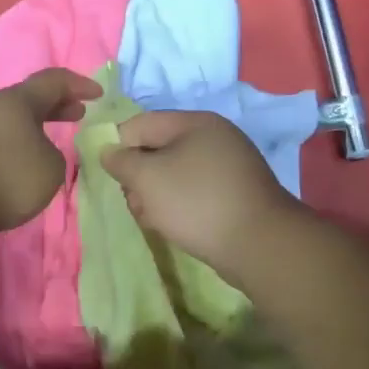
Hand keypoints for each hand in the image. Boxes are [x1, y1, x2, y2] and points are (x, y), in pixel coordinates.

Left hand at [0, 68, 102, 234]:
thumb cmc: (6, 176)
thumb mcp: (51, 168)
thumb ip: (53, 154)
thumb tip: (37, 152)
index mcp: (18, 100)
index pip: (53, 80)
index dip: (78, 84)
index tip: (98, 94)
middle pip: (28, 98)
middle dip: (55, 105)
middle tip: (76, 114)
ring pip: (9, 119)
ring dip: (32, 127)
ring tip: (49, 142)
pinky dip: (14, 144)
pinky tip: (18, 162)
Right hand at [100, 110, 298, 275]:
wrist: (259, 245)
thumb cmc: (196, 202)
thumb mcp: (147, 178)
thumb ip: (121, 161)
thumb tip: (109, 152)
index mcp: (194, 123)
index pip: (140, 124)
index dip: (119, 147)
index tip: (113, 178)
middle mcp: (213, 138)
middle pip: (156, 149)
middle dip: (139, 177)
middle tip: (138, 203)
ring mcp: (227, 167)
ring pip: (173, 174)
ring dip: (155, 195)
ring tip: (156, 220)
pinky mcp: (233, 194)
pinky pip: (193, 192)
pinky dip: (179, 206)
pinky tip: (175, 226)